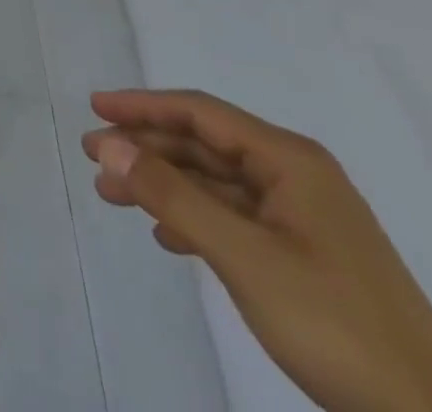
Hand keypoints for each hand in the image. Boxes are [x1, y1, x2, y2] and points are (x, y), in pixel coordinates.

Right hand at [84, 90, 431, 411]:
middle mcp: (296, 176)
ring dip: (164, 184)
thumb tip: (107, 145)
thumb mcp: (244, 256)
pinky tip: (168, 236)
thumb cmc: (337, 325)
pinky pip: (235, 217)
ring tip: (115, 197)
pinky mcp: (309, 257)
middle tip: (94, 159)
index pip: (200, 112)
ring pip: (216, 182)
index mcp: (289, 161)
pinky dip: (194, 218)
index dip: (142, 106)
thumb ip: (172, 195)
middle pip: (204, 144)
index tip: (94, 108)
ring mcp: (305, 218)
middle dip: (146, 148)